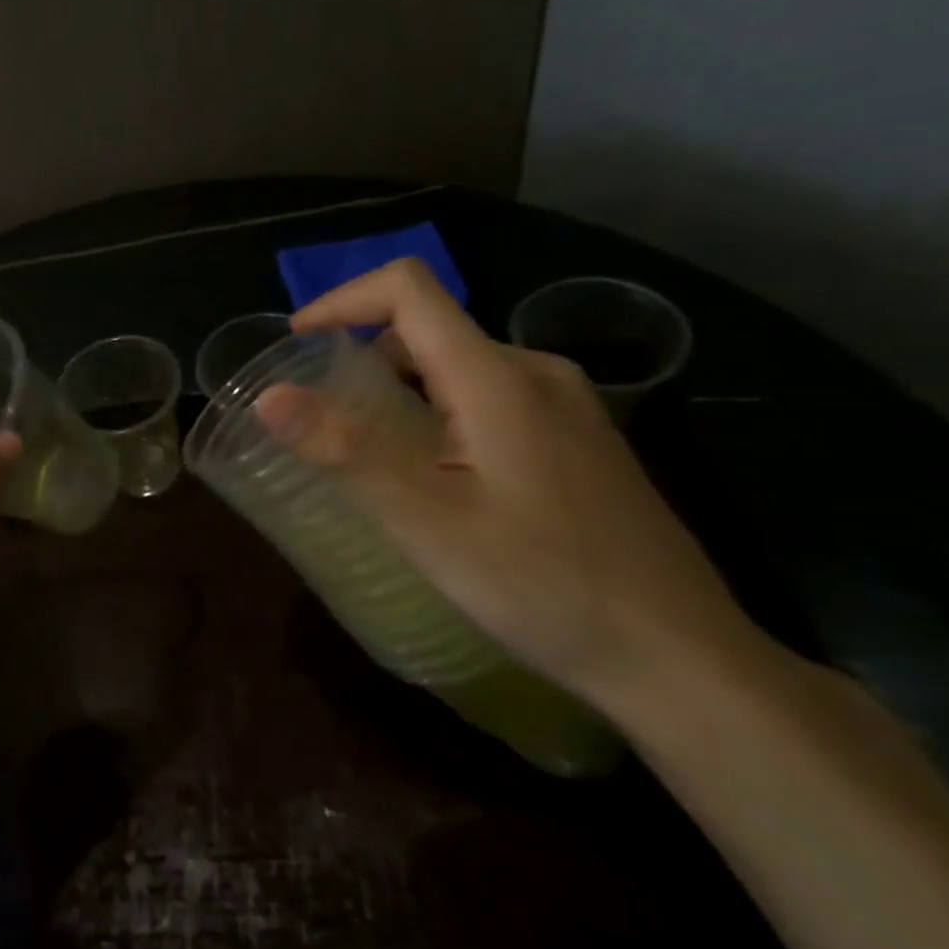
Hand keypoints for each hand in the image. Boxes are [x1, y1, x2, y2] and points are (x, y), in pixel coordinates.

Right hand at [257, 259, 751, 710]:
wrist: (679, 658)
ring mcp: (567, 406)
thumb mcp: (427, 522)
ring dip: (400, 386)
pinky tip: (433, 473)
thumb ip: (347, 451)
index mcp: (498, 379)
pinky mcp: (579, 440)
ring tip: (366, 448)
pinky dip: (438, 409)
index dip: (343, 300)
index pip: (409, 290)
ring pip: (460, 365)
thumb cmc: (543, 586)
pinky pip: (490, 396)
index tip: (296, 341)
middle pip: (431, 327)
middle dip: (363, 353)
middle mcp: (537, 373)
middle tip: (322, 413)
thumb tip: (269, 396)